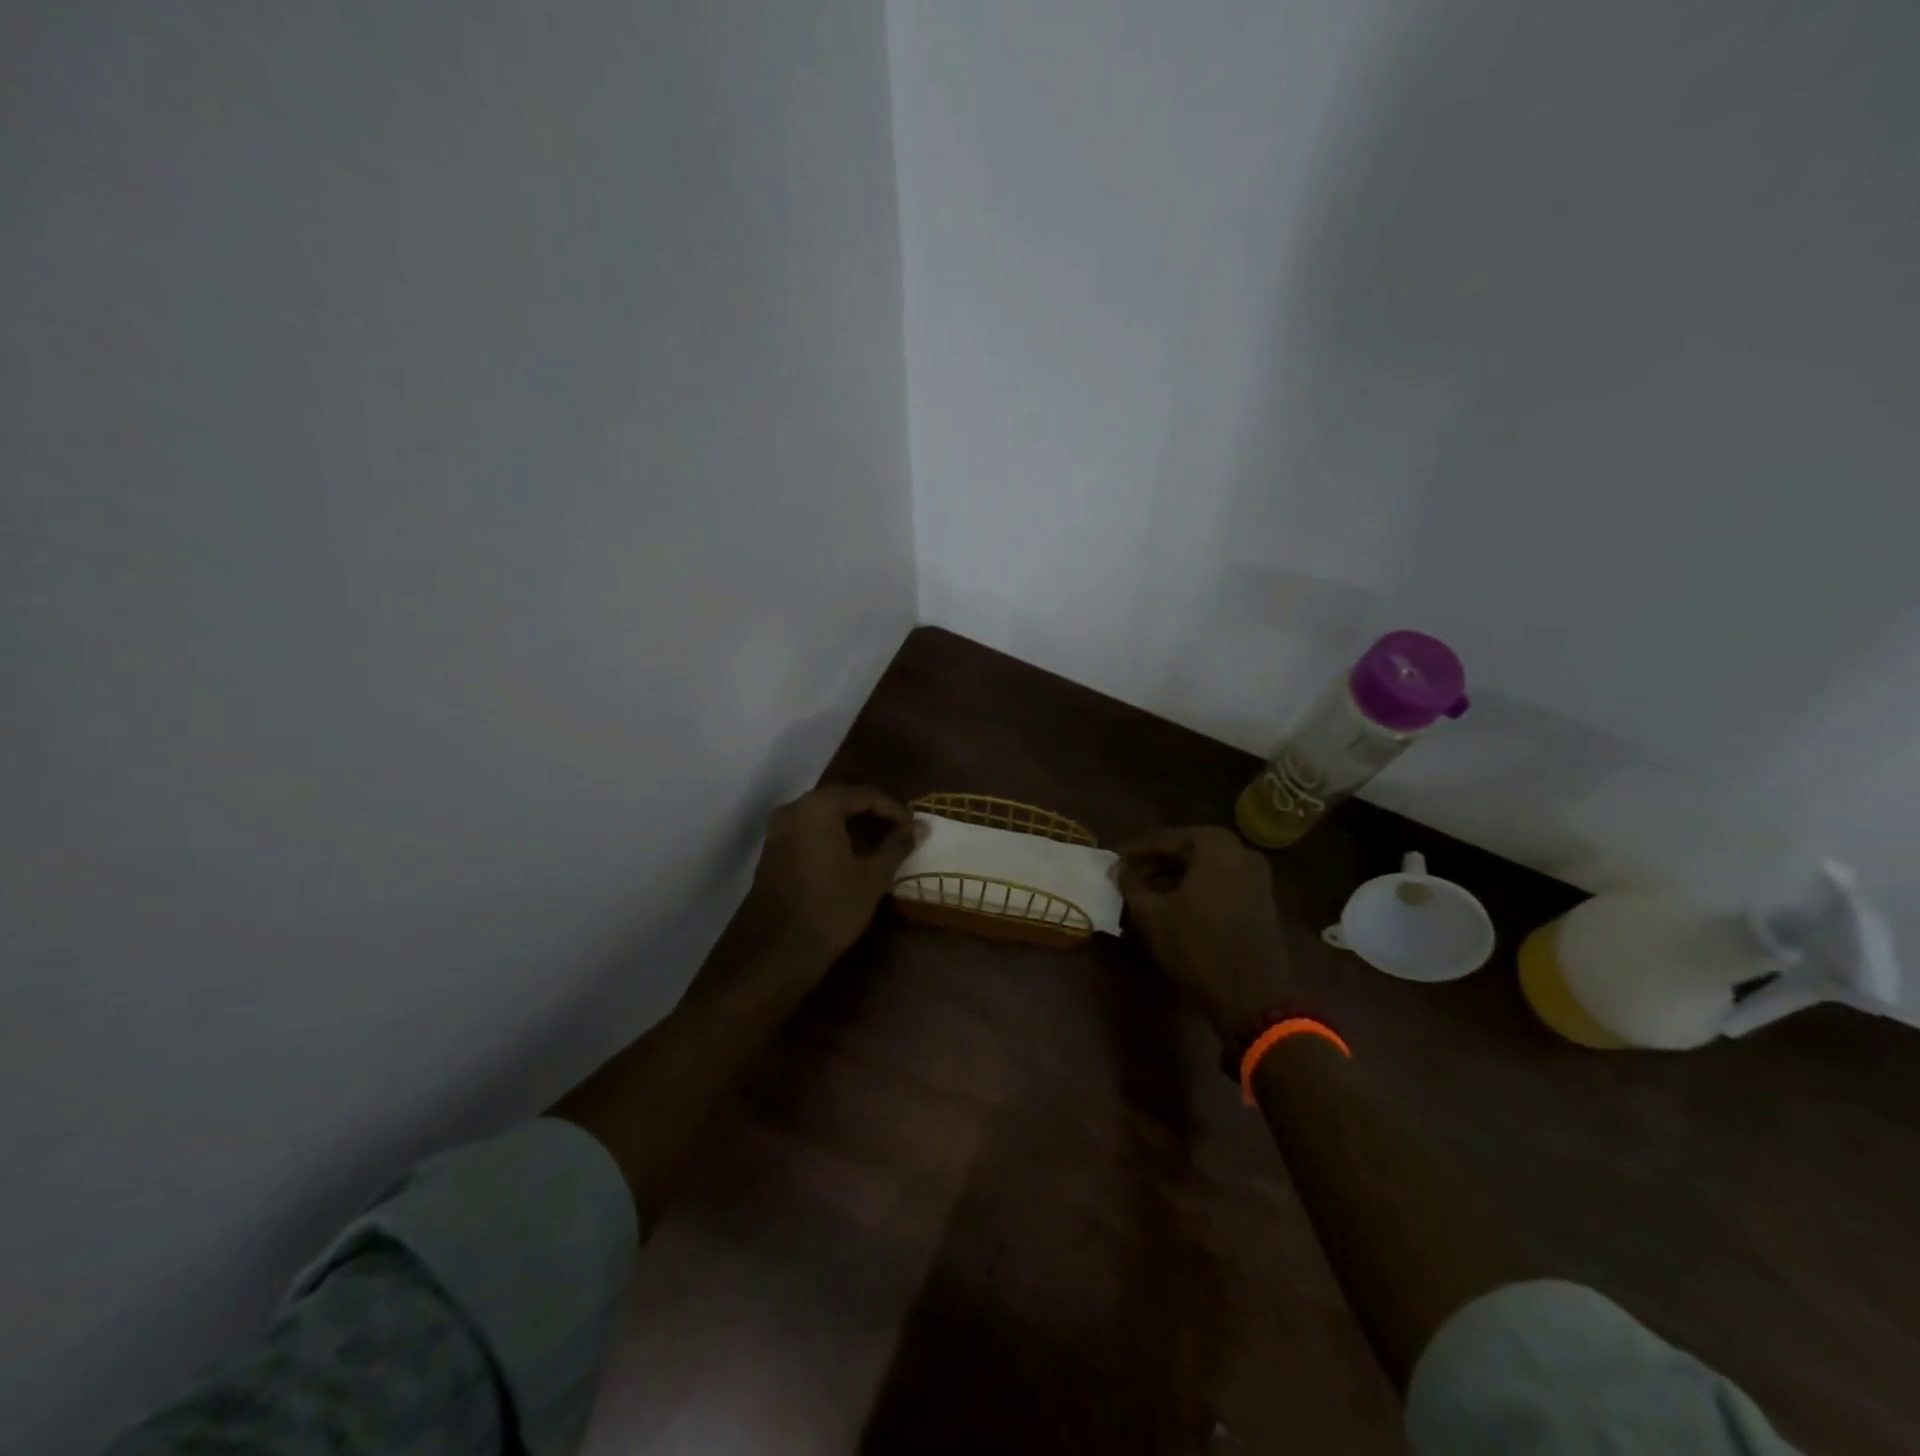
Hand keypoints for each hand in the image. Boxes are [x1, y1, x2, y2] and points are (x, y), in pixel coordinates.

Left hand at [742, 783, 921, 967]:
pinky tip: (852, 859)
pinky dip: (832, 838)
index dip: (894, 809)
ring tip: (880, 848)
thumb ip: (897, 845)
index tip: (914, 827)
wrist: (777, 951)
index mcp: (819, 807)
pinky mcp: (772, 851)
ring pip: (823, 817)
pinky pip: (808, 832)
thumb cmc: (831, 908)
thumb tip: (921, 826)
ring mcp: (778, 830)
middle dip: (873, 816)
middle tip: (899, 834)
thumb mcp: (872, 876)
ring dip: (852, 828)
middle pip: (841, 801)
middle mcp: (794, 809)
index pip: (865, 794)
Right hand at [1115, 826, 1291, 1038]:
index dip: (1134, 850)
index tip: (1112, 862)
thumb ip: (1131, 885)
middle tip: (1127, 877)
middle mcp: (1240, 851)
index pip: (1164, 838)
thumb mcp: (1152, 915)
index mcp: (1215, 846)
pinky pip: (1219, 882)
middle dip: (1154, 863)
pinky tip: (1171, 904)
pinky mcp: (1260, 899)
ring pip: (1203, 866)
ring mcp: (1255, 876)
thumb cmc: (1197, 947)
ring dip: (1172, 876)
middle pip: (1186, 849)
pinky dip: (1193, 888)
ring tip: (1144, 893)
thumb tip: (1119, 870)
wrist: (1251, 997)